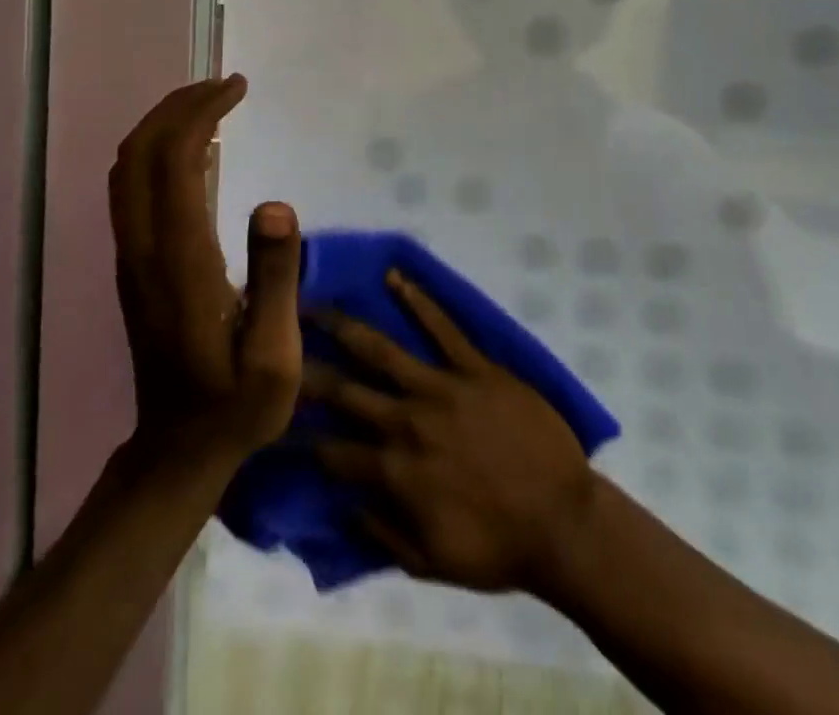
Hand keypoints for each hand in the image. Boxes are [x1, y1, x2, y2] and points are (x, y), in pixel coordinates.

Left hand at [110, 75, 301, 463]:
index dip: (202, 113)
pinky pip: (131, 188)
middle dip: (179, 106)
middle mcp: (145, 248)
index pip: (176, 162)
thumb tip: (276, 203)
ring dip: (163, 124)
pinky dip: (157, 150)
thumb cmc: (236, 406)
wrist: (177, 451)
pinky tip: (194, 150)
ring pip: (128, 168)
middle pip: (141, 152)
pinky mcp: (133, 265)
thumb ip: (276, 280)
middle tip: (226, 86)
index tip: (237, 88)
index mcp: (181, 261)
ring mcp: (132, 256)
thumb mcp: (275, 358)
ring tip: (211, 106)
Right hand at [304, 271, 598, 593]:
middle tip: (276, 343)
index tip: (275, 417)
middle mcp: (408, 422)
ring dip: (345, 326)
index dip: (302, 435)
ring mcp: (442, 388)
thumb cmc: (497, 546)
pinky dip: (418, 300)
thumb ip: (382, 533)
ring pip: (382, 350)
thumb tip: (344, 501)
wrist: (562, 521)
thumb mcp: (431, 562)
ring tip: (314, 304)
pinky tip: (395, 277)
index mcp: (395, 471)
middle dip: (307, 369)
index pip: (333, 449)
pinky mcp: (476, 367)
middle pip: (346, 391)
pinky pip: (443, 327)